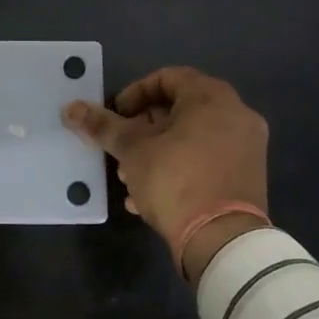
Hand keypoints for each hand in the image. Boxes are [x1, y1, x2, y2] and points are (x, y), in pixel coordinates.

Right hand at [64, 66, 268, 284]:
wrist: (221, 239)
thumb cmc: (175, 179)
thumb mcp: (131, 149)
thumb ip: (102, 125)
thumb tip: (71, 108)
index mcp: (212, 97)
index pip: (166, 78)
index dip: (133, 94)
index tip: (115, 118)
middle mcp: (236, 114)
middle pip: (179, 109)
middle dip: (142, 128)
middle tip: (120, 149)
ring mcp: (247, 147)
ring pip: (192, 138)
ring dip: (157, 151)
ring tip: (129, 177)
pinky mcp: (248, 177)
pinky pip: (206, 161)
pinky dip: (179, 169)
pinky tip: (149, 196)